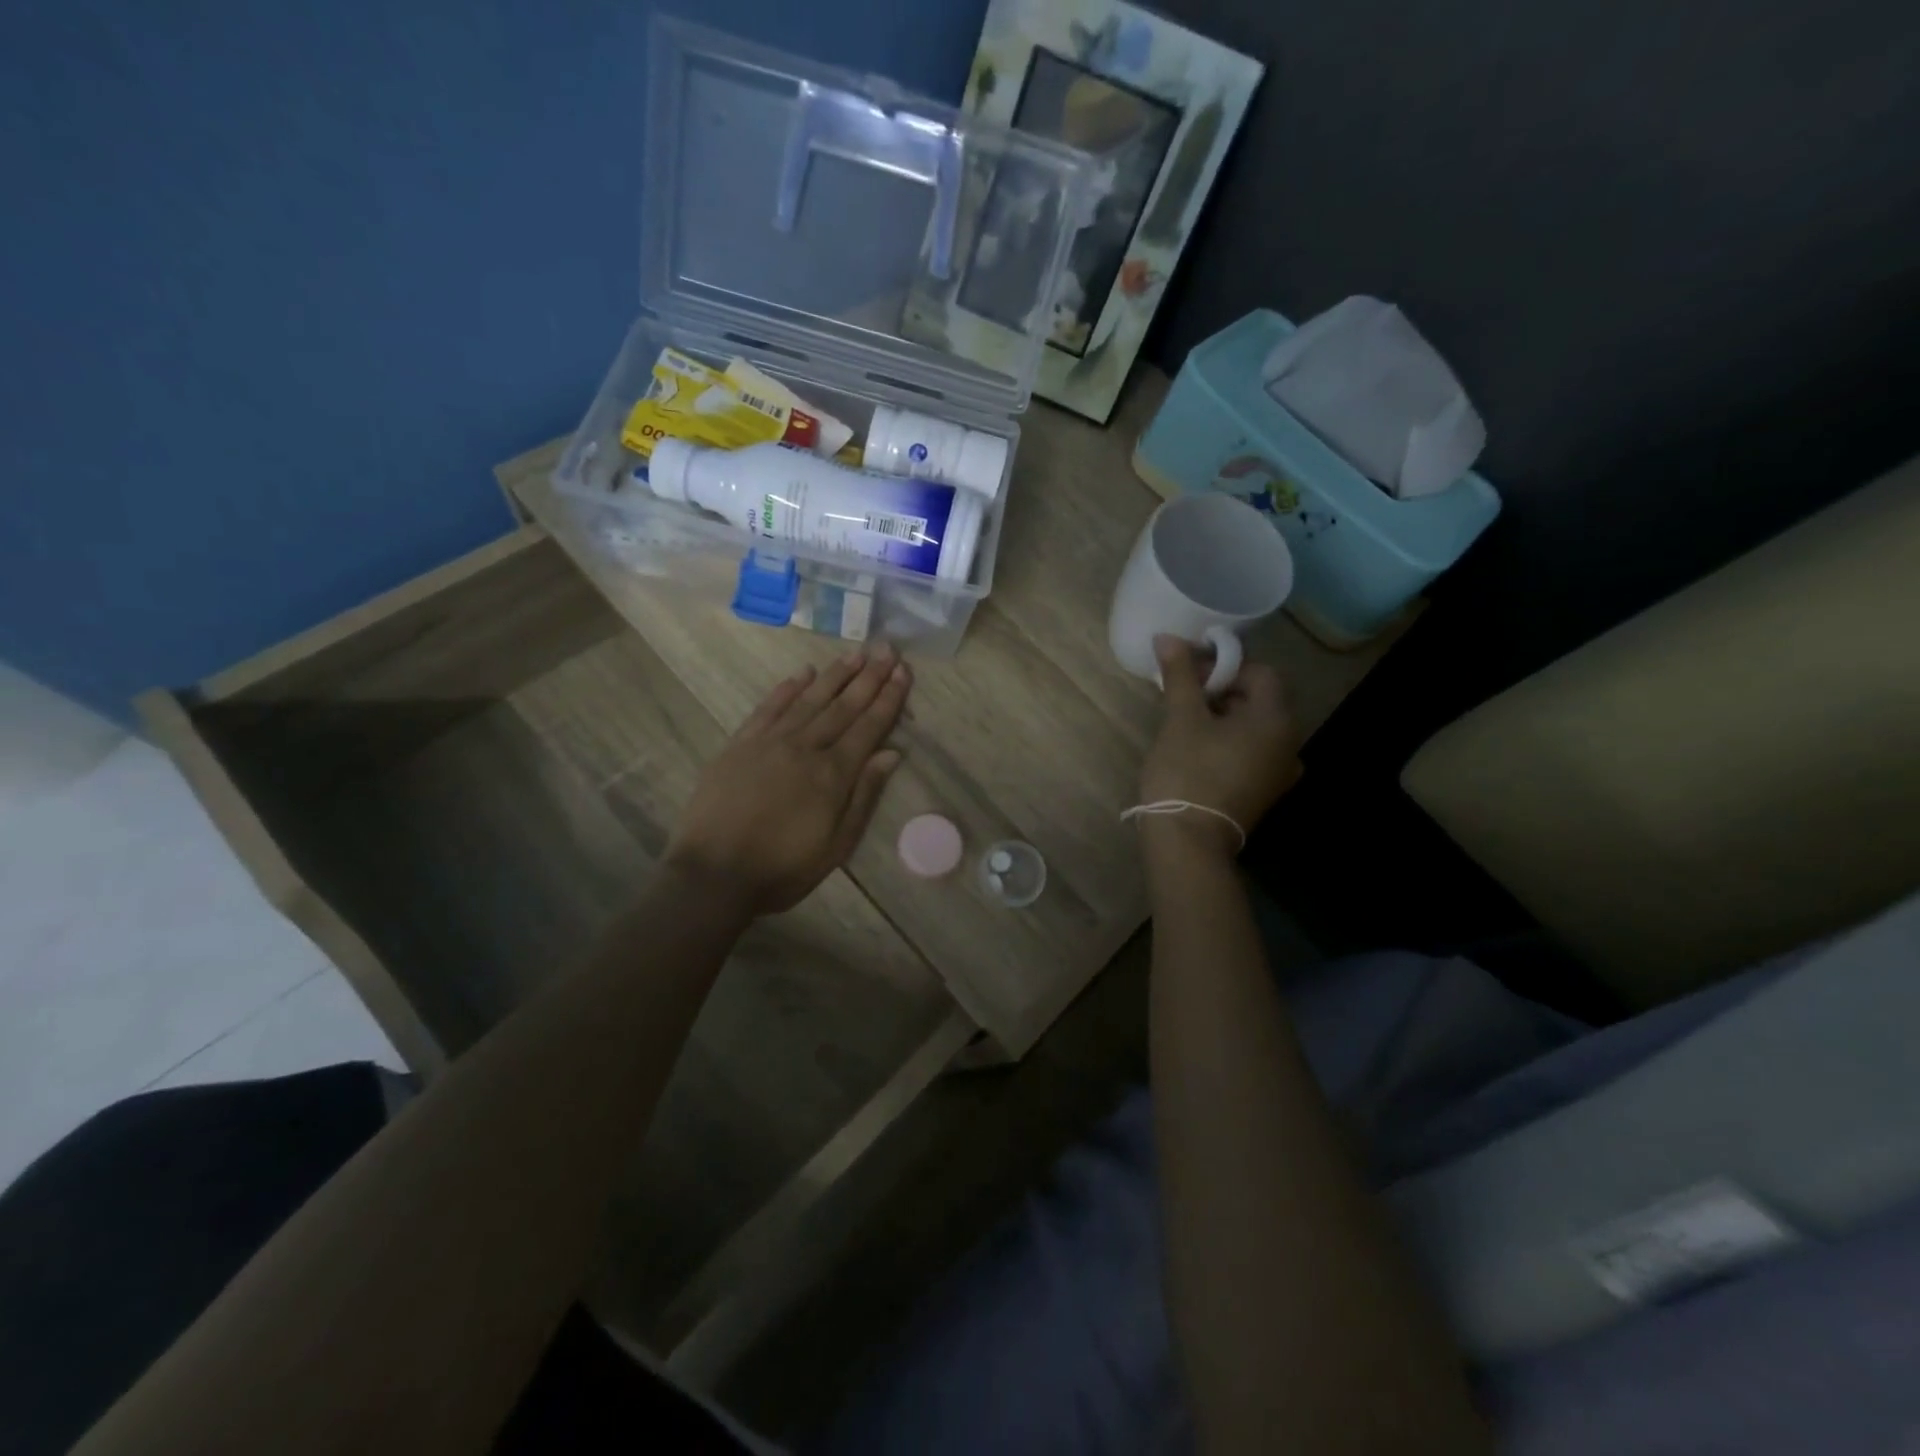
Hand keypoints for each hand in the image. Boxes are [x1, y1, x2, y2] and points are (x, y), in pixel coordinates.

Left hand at [665, 647, 910, 914]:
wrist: (713, 874)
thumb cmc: (783, 868)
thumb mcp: (836, 845)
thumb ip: (864, 796)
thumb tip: (892, 754)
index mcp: (832, 774)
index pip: (868, 726)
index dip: (888, 698)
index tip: (903, 671)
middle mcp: (805, 748)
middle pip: (843, 706)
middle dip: (868, 677)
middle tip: (887, 648)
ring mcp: (769, 742)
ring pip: (809, 699)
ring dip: (834, 675)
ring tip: (855, 653)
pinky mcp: (740, 744)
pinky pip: (768, 707)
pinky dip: (787, 687)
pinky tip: (803, 672)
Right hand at [1138, 635, 1301, 856]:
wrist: (1188, 843)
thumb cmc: (1187, 772)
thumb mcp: (1181, 719)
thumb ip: (1180, 675)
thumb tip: (1169, 637)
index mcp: (1277, 720)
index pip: (1260, 672)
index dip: (1224, 664)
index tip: (1189, 671)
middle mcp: (1289, 744)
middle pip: (1259, 699)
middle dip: (1220, 689)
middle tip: (1182, 692)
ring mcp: (1278, 773)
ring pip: (1253, 728)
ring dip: (1222, 715)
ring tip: (1184, 718)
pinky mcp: (1263, 793)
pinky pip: (1250, 752)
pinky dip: (1227, 741)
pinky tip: (1196, 748)